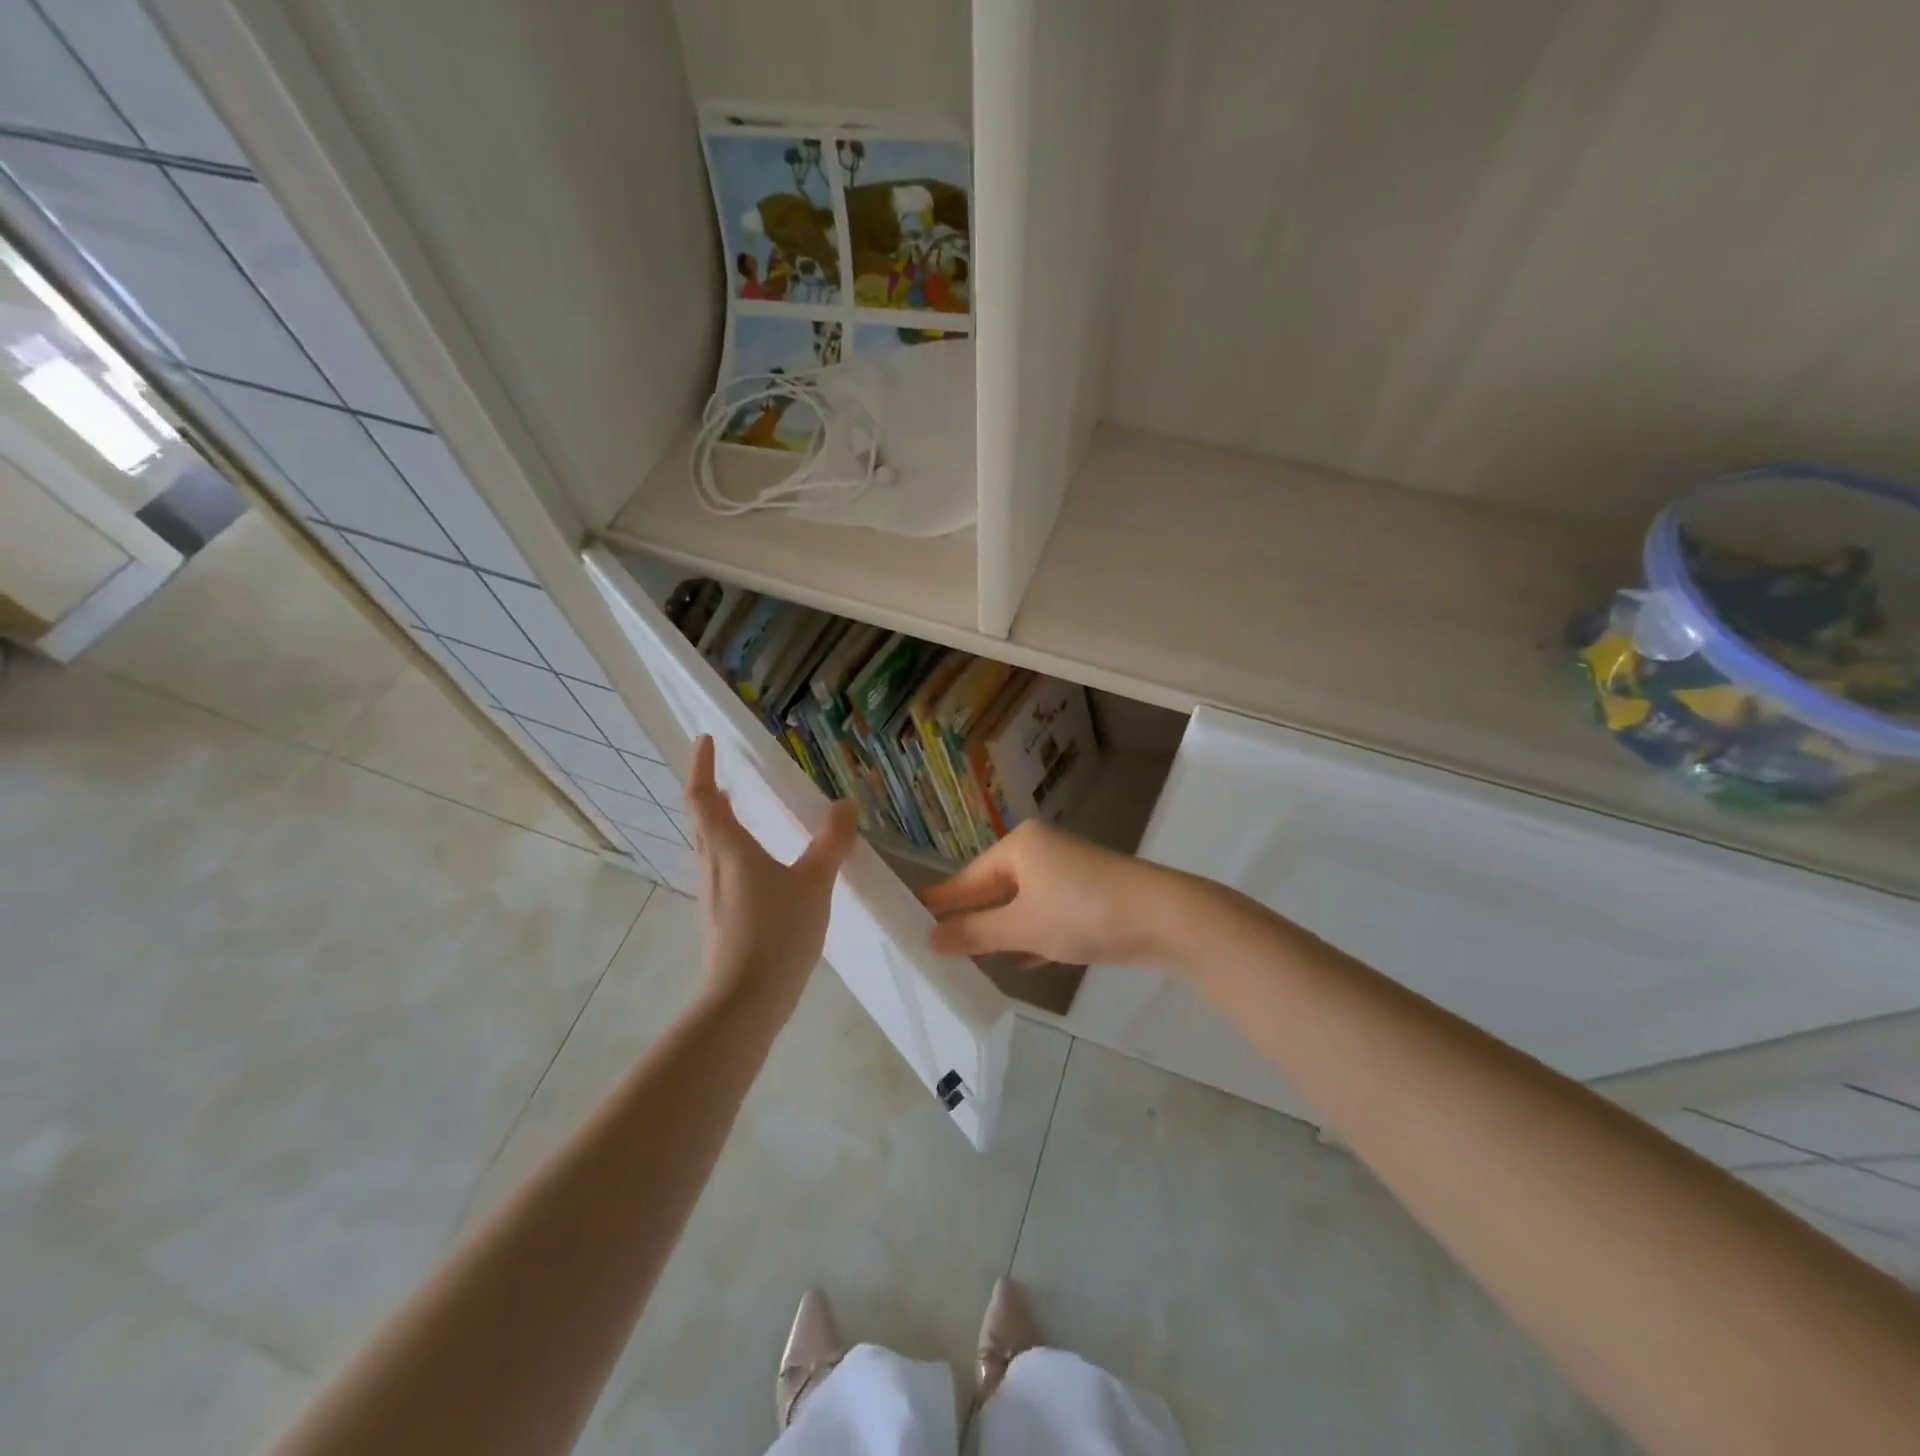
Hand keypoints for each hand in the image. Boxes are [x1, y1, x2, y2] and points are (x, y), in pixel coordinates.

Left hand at [685, 735, 857, 1006]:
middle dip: (711, 795)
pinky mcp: (719, 921)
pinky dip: (733, 856)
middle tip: (728, 779)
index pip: (703, 797)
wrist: (744, 1003)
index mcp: (728, 849)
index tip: (706, 741)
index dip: (702, 767)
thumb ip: (831, 843)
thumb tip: (845, 804)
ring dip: (720, 826)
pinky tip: (761, 872)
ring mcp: (712, 897)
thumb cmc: (776, 932)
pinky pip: (722, 873)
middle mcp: (712, 867)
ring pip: (710, 849)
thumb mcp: (814, 882)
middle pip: (702, 822)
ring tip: (744, 817)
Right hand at [917, 821, 1173, 966]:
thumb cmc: (1082, 913)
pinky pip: (1044, 915)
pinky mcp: (1086, 897)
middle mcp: (1039, 852)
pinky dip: (1029, 936)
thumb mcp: (1022, 927)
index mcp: (1018, 847)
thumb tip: (931, 937)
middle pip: (993, 889)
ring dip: (998, 932)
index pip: (967, 878)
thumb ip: (975, 933)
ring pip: (1020, 905)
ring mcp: (1065, 874)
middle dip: (969, 919)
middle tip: (930, 943)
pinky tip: (1015, 961)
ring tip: (963, 958)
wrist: (1164, 917)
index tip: (905, 914)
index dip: (940, 900)